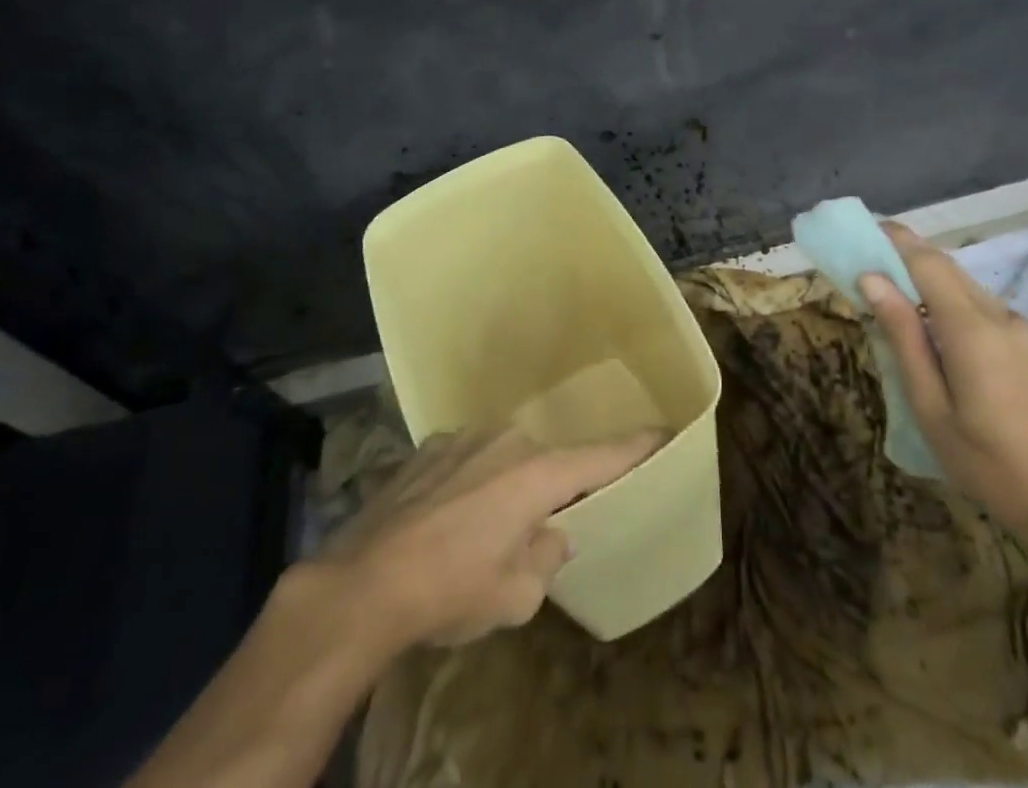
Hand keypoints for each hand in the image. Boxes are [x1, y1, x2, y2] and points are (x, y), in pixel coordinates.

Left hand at [322, 425, 661, 648]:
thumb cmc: (452, 590)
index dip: (635, 447)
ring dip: (503, 486)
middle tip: (535, 531)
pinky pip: (466, 459)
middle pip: (545, 462)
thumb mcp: (516, 596)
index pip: (601, 457)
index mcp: (538, 472)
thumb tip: (552, 535)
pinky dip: (468, 483)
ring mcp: (464, 436)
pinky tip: (444, 520)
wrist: (364, 582)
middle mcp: (507, 439)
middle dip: (548, 490)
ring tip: (479, 532)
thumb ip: (547, 557)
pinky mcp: (428, 445)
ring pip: (502, 458)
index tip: (663, 431)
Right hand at [861, 221, 1027, 541]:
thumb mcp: (930, 405)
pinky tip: (926, 327)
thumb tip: (870, 279)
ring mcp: (1017, 327)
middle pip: (944, 266)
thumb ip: (902, 336)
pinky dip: (943, 299)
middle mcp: (998, 314)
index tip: (857, 231)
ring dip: (922, 277)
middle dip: (902, 255)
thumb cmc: (987, 463)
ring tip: (887, 296)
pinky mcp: (1026, 342)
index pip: (926, 261)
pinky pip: (976, 304)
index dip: (892, 240)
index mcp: (971, 327)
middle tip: (862, 264)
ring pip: (961, 283)